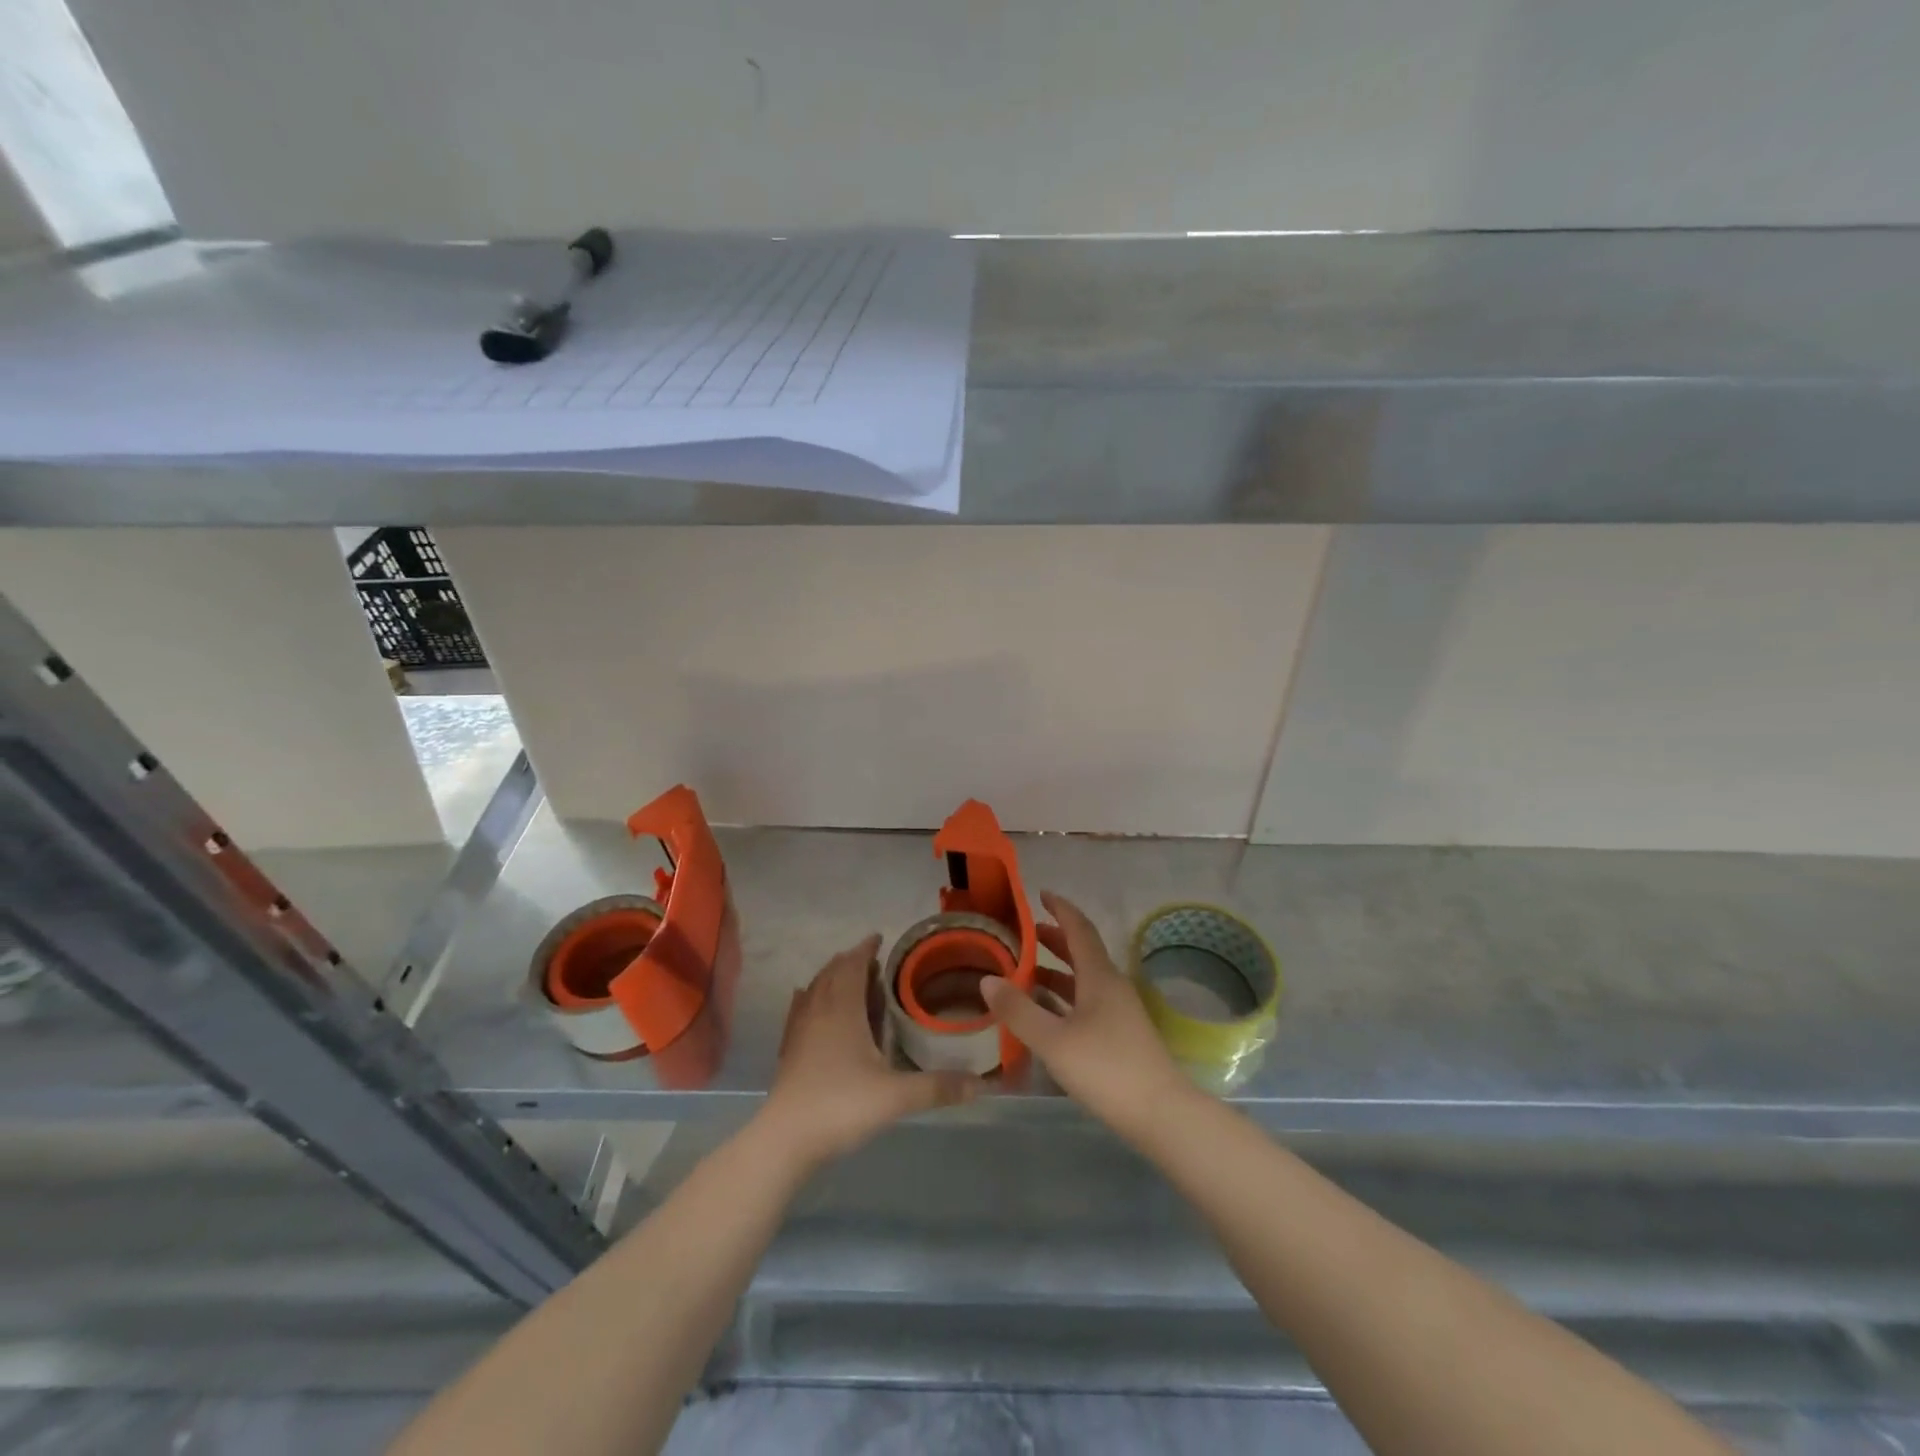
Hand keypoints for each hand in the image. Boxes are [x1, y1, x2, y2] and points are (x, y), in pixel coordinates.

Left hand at [757, 934, 981, 1170]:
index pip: (852, 964)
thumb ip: (938, 1087)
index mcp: (842, 1009)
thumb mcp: (897, 1096)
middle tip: (873, 964)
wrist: (785, 1139)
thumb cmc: (841, 1105)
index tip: (879, 938)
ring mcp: (799, 1030)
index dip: (866, 949)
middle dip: (851, 962)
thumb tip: (982, 1084)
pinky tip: (812, 1007)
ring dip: (832, 978)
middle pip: (832, 972)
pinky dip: (811, 999)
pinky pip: (800, 1011)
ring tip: (851, 982)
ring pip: (815, 989)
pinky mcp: (788, 1051)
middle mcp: (818, 1010)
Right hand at [981, 892, 1195, 1139]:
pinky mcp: (1120, 1034)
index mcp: (1099, 976)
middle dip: (1054, 938)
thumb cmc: (1106, 1069)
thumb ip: (1019, 1010)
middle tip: (1025, 933)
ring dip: (1056, 969)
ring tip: (1025, 971)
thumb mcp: (1053, 1041)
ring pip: (1083, 978)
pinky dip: (1064, 996)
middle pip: (1081, 951)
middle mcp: (1111, 986)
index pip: (1079, 929)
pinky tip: (1046, 1012)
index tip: (1041, 894)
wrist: (1161, 1114)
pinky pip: (1086, 1001)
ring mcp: (1119, 1011)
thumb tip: (988, 979)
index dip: (1060, 909)